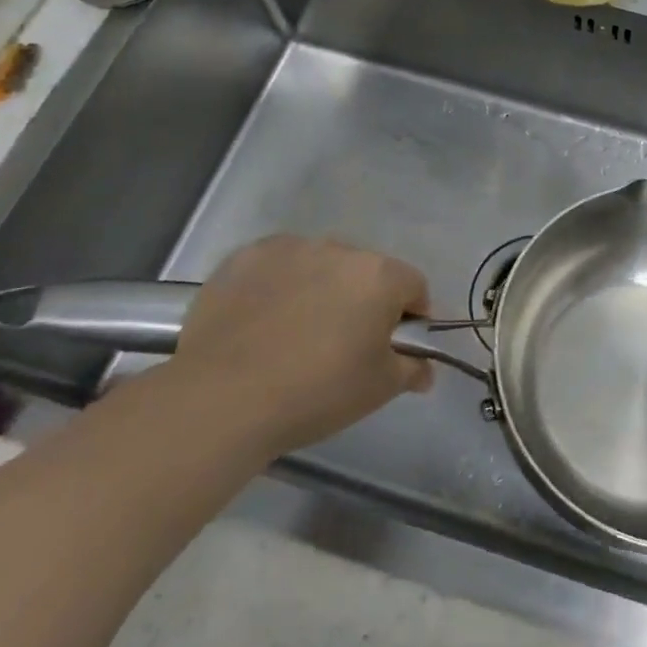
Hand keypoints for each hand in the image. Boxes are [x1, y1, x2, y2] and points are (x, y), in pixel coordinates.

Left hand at [166, 236, 431, 454]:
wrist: (222, 398)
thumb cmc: (317, 392)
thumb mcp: (379, 389)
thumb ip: (411, 368)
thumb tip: (423, 367)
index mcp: (380, 275)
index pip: (414, 287)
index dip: (410, 318)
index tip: (394, 348)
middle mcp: (339, 249)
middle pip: (366, 273)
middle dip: (363, 302)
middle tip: (344, 346)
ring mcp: (290, 248)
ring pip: (320, 267)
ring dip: (321, 290)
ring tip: (296, 335)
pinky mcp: (246, 257)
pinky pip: (277, 267)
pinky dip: (279, 287)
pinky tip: (262, 322)